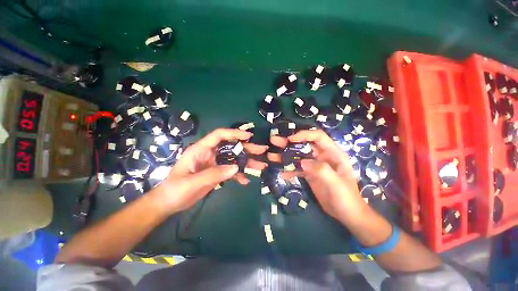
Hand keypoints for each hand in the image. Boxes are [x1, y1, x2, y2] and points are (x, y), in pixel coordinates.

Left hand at [152, 128, 267, 213]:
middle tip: (262, 150)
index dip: (234, 133)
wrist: (169, 203)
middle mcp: (210, 154)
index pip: (219, 135)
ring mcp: (215, 163)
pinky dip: (239, 174)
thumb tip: (235, 168)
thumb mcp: (192, 182)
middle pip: (231, 147)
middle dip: (247, 148)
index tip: (249, 136)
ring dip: (247, 162)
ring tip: (261, 166)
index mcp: (201, 149)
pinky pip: (231, 171)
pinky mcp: (217, 173)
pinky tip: (246, 180)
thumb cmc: (175, 190)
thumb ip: (213, 174)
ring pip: (234, 159)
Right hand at [267, 129, 366, 222]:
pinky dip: (289, 170)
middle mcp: (322, 156)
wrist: (346, 214)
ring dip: (285, 156)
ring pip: (298, 156)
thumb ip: (321, 170)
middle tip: (274, 141)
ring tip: (271, 156)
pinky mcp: (309, 174)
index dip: (304, 135)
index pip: (317, 137)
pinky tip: (281, 173)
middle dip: (289, 143)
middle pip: (304, 145)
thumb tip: (302, 162)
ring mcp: (315, 165)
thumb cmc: (346, 198)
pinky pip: (297, 169)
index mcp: (332, 153)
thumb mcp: (336, 184)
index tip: (290, 139)